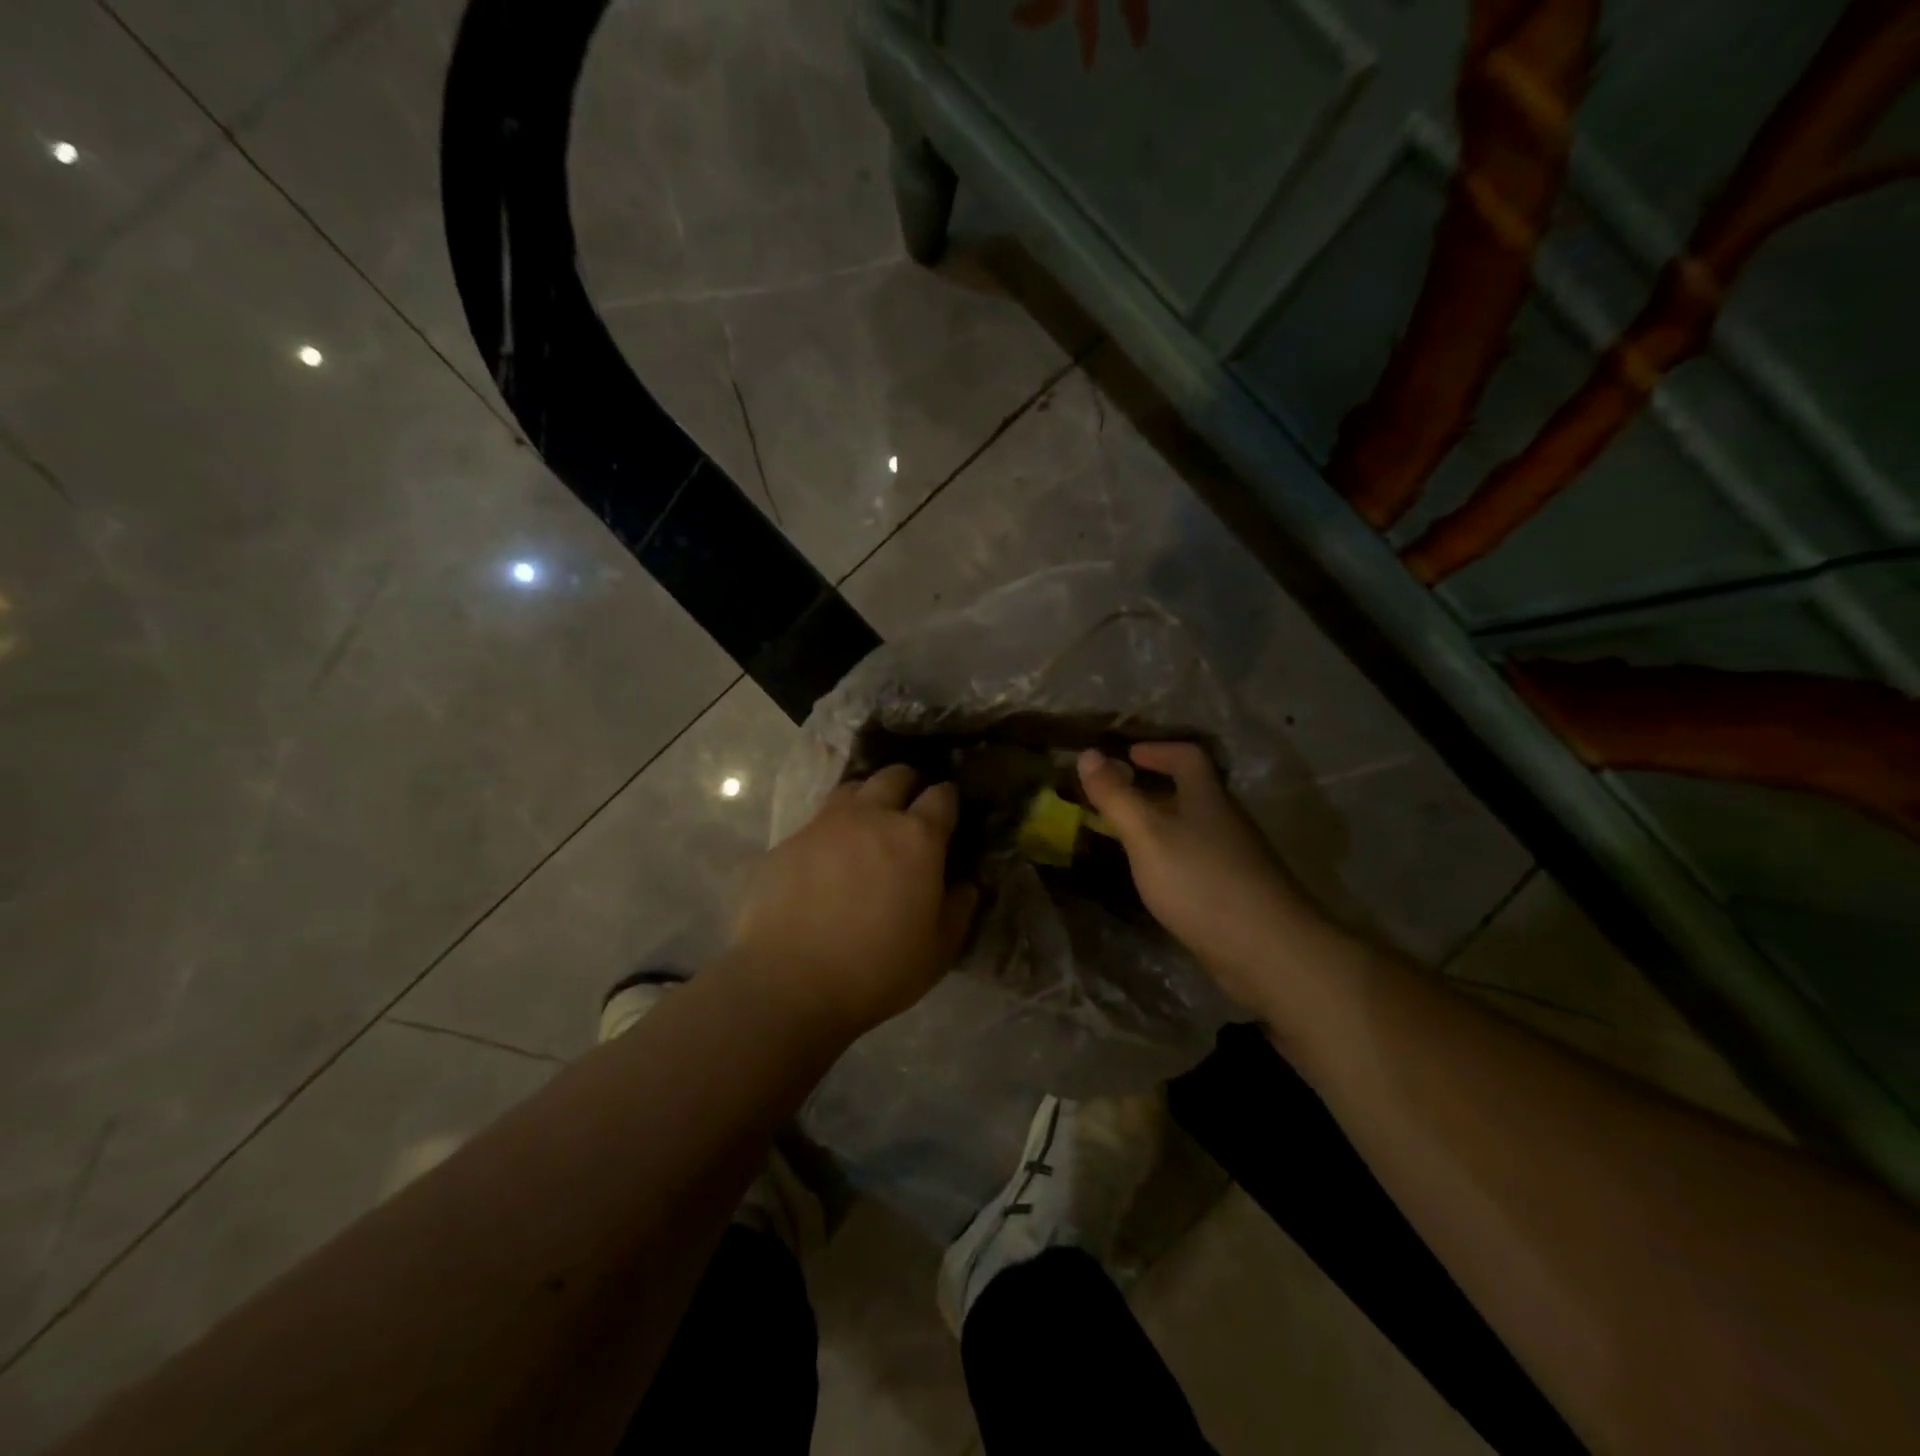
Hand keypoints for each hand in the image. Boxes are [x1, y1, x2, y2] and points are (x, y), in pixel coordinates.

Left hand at [731, 765, 977, 1034]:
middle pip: (894, 776)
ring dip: (868, 798)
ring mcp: (825, 825)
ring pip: (852, 788)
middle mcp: (872, 817)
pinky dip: (831, 831)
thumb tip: (964, 884)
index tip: (949, 812)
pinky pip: (817, 822)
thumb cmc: (876, 970)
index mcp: (916, 838)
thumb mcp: (938, 951)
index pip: (942, 796)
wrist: (788, 983)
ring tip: (869, 824)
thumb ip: (958, 909)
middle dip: (908, 784)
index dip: (948, 799)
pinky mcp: (788, 842)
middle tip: (910, 809)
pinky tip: (828, 860)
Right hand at [1079, 743, 1315, 1006]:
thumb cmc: (1200, 880)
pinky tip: (1154, 877)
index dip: (1157, 750)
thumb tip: (1086, 753)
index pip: (1187, 756)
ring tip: (1125, 835)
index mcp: (1207, 797)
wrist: (1266, 950)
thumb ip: (1116, 796)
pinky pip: (1197, 859)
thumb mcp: (1147, 834)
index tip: (1127, 755)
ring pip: (1193, 827)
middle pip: (1191, 791)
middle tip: (1115, 795)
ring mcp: (1234, 858)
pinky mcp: (1235, 891)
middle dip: (1153, 788)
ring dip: (1161, 823)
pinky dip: (1171, 856)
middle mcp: (1225, 820)